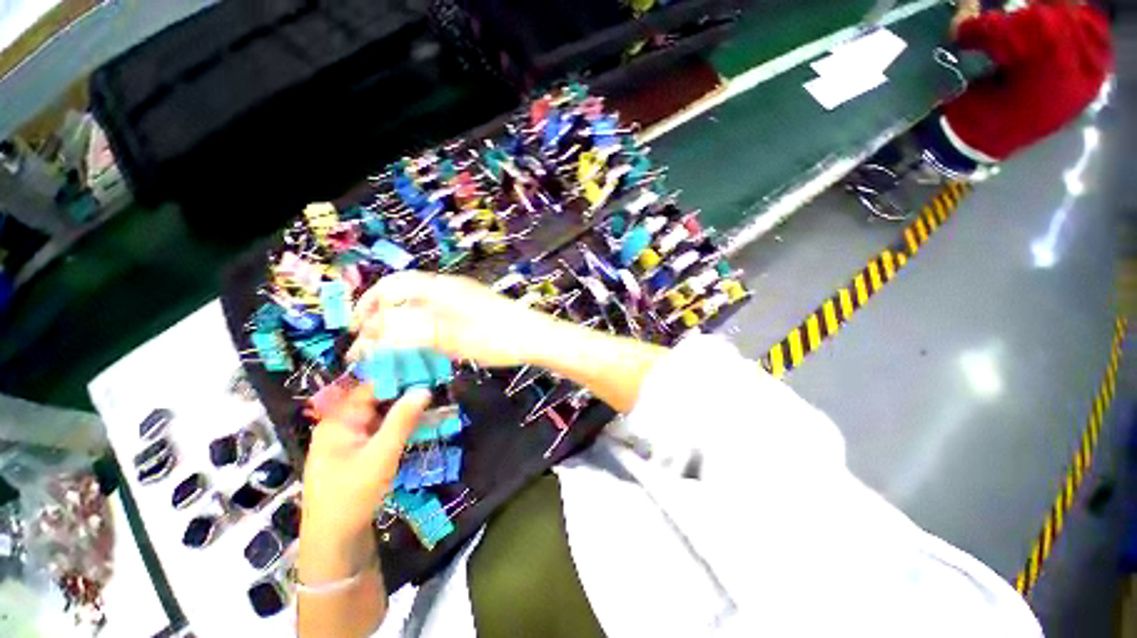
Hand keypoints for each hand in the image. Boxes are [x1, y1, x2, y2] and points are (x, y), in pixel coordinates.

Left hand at [300, 385, 431, 552]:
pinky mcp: (357, 454)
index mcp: (338, 421)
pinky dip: (399, 426)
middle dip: (405, 393)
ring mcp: (349, 440)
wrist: (334, 542)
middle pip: (376, 400)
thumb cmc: (353, 495)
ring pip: (380, 416)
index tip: (426, 370)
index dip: (398, 377)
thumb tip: (423, 389)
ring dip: (405, 410)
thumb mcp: (381, 455)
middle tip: (435, 386)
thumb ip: (402, 420)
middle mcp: (341, 425)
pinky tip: (419, 424)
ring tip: (433, 402)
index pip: (370, 387)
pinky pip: (380, 431)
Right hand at [349, 271, 550, 367]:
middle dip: (381, 315)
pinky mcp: (471, 309)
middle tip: (370, 342)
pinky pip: (435, 313)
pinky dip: (419, 325)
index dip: (368, 305)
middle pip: (403, 294)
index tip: (357, 331)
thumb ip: (412, 332)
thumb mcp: (453, 338)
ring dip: (399, 321)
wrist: (535, 337)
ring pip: (419, 304)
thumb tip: (374, 332)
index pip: (392, 286)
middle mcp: (448, 288)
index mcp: (441, 289)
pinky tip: (420, 342)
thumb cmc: (498, 338)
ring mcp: (461, 297)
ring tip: (389, 345)